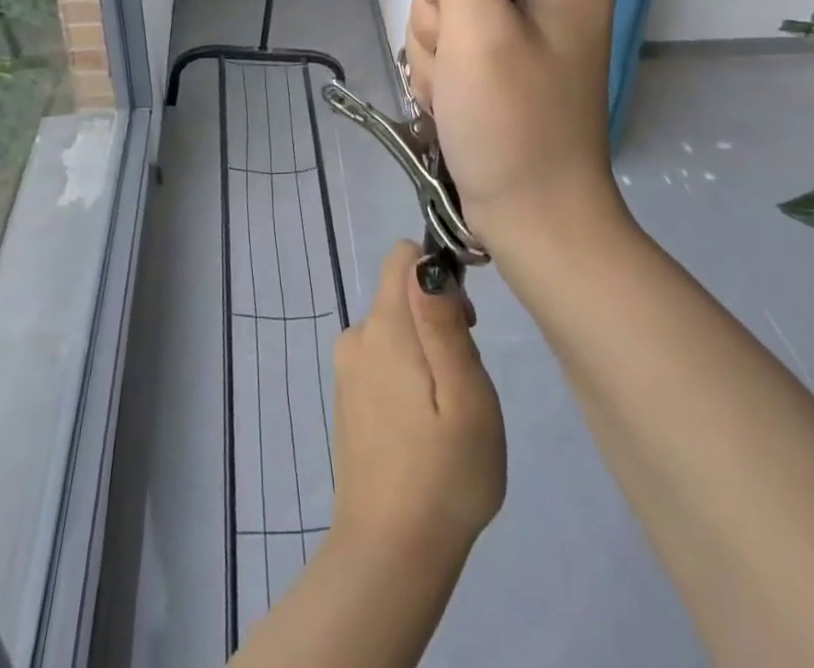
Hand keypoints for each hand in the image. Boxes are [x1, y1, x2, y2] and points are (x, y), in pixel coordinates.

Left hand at [330, 241, 505, 566]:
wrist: (390, 554)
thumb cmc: (444, 474)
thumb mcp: (466, 395)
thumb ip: (443, 322)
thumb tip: (425, 262)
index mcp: (384, 326)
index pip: (403, 257)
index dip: (439, 276)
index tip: (464, 324)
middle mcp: (357, 336)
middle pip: (403, 295)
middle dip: (438, 319)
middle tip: (462, 381)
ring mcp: (347, 369)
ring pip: (397, 330)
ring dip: (425, 352)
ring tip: (445, 413)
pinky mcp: (347, 397)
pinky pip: (383, 360)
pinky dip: (407, 376)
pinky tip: (422, 429)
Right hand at [399, 0, 620, 254]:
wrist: (533, 224)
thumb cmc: (514, 123)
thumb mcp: (478, 29)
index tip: (459, 18)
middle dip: (440, 23)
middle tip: (460, 68)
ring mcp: (525, 34)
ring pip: (443, 13)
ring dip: (434, 54)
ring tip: (457, 95)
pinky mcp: (503, 66)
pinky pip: (448, 45)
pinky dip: (440, 75)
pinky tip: (454, 105)